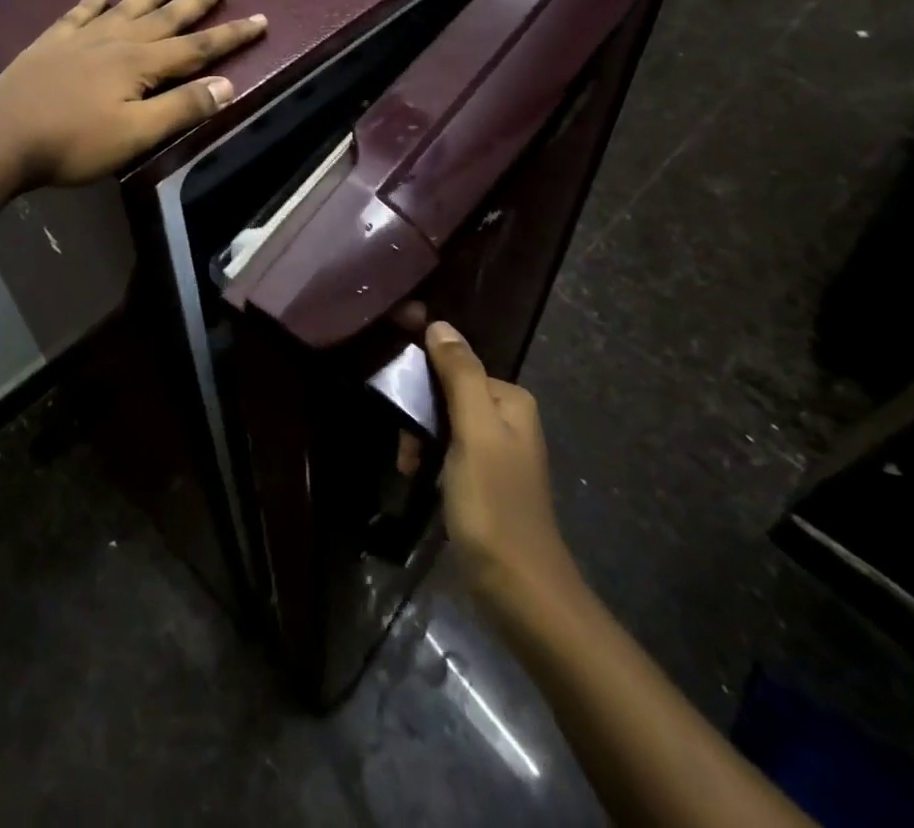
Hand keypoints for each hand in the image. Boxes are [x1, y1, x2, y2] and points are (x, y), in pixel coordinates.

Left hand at [0, 0, 267, 189]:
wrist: (0, 137)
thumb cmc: (73, 142)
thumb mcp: (136, 134)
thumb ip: (181, 108)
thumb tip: (226, 85)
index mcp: (139, 63)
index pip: (196, 47)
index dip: (230, 35)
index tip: (259, 19)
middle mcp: (115, 41)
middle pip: (164, 18)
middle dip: (195, 2)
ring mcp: (80, 38)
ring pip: (124, 9)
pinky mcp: (50, 44)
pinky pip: (78, 14)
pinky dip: (92, 1)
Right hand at [424, 320, 578, 602]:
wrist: (519, 591)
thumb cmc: (494, 504)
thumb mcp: (474, 432)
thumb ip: (460, 375)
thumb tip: (440, 324)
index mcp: (511, 400)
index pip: (456, 364)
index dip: (422, 377)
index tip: (394, 395)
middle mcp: (508, 418)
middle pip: (448, 392)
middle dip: (419, 414)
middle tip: (404, 446)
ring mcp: (497, 451)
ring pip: (444, 423)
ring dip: (420, 438)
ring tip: (407, 466)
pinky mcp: (484, 480)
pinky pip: (448, 450)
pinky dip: (429, 459)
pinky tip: (417, 478)